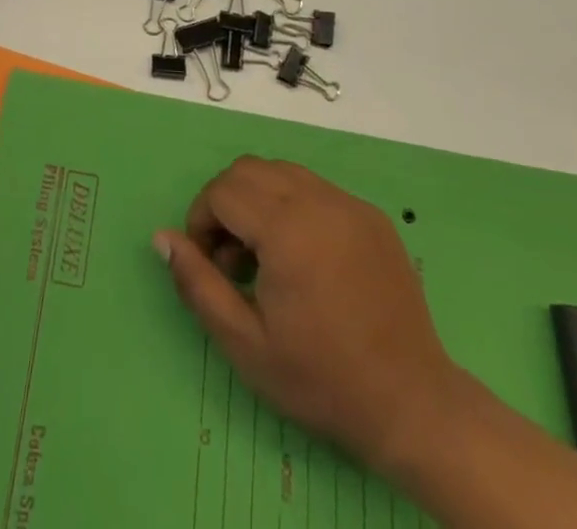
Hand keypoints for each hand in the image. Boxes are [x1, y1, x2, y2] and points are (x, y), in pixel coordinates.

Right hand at [155, 157, 461, 479]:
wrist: (413, 406)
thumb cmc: (322, 380)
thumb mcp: (244, 344)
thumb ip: (197, 284)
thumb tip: (162, 237)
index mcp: (287, 229)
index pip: (223, 191)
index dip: (201, 221)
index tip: (207, 264)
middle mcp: (318, 201)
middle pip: (249, 170)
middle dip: (226, 204)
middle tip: (229, 260)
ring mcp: (349, 204)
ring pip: (282, 172)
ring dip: (258, 200)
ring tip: (263, 258)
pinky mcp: (371, 215)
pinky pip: (315, 189)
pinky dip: (292, 206)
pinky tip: (301, 257)